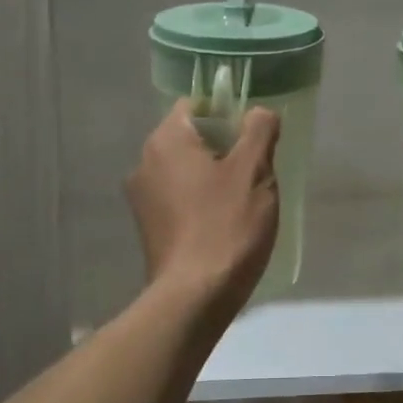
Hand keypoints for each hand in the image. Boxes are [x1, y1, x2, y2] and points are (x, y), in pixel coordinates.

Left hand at [127, 101, 281, 304]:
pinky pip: (180, 199)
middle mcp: (145, 163)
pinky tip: (225, 223)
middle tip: (257, 171)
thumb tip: (258, 112)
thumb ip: (259, 130)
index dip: (228, 113)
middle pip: (191, 138)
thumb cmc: (226, 225)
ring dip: (215, 177)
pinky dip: (202, 202)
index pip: (196, 105)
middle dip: (226, 148)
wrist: (195, 296)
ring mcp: (143, 199)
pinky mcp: (149, 228)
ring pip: (187, 171)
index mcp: (166, 141)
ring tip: (244, 201)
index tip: (254, 137)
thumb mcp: (254, 171)